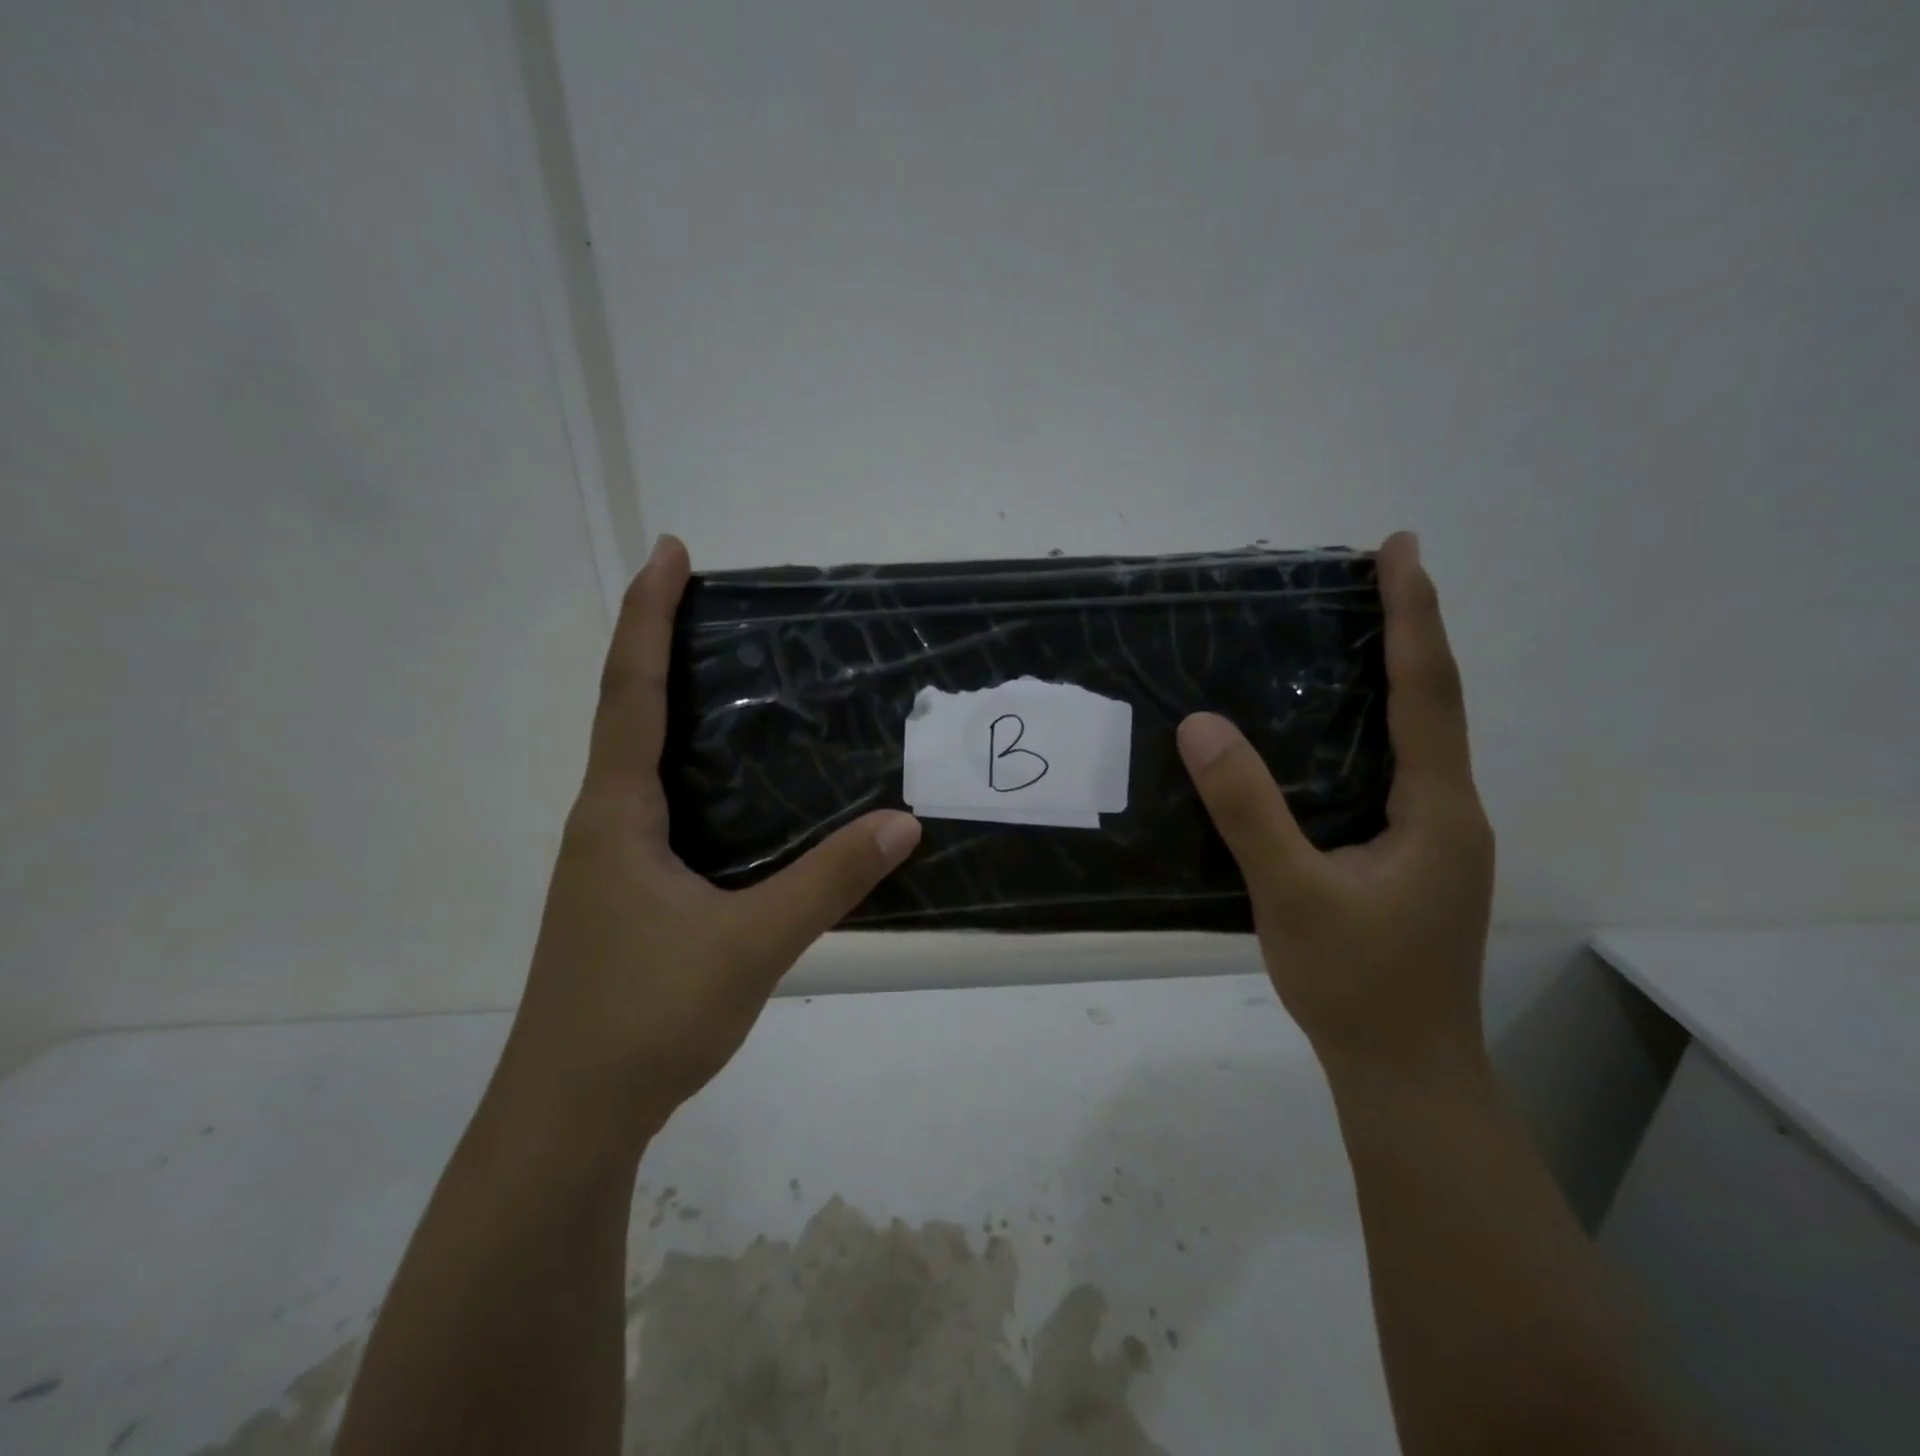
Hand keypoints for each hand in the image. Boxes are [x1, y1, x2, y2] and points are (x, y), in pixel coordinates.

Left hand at [498, 535, 921, 1140]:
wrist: (569, 1116)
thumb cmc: (644, 1018)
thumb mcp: (749, 945)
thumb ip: (828, 882)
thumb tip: (904, 822)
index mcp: (617, 815)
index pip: (630, 692)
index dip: (646, 617)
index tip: (670, 553)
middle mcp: (604, 823)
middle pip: (628, 712)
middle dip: (663, 646)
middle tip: (719, 606)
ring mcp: (610, 861)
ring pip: (644, 763)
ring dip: (675, 709)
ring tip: (735, 681)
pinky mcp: (625, 894)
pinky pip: (660, 806)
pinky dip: (692, 770)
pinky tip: (737, 791)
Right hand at [1177, 532, 1494, 1073]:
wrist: (1405, 1070)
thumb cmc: (1356, 984)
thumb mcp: (1292, 895)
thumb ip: (1248, 811)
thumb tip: (1201, 726)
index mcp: (1436, 809)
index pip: (1427, 692)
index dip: (1414, 616)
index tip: (1399, 549)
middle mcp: (1449, 811)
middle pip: (1435, 703)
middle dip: (1411, 632)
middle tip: (1375, 575)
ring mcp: (1436, 838)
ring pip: (1419, 739)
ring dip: (1397, 677)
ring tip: (1358, 632)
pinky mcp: (1413, 859)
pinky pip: (1397, 771)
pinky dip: (1377, 726)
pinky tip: (1338, 731)